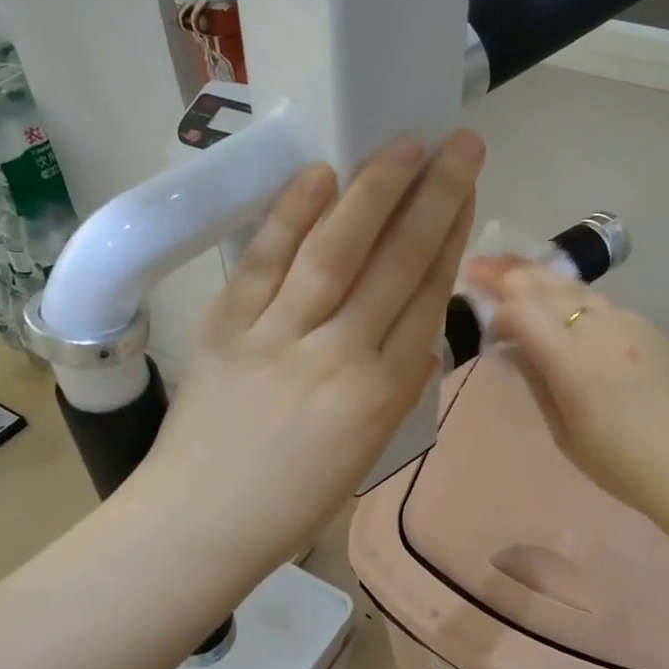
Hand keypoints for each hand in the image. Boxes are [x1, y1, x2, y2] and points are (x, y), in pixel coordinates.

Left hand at [130, 131, 482, 577]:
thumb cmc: (294, 499)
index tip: (468, 189)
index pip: (428, 295)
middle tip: (459, 143)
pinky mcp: (226, 326)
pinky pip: (265, 261)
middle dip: (434, 197)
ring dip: (374, 191)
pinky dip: (292, 215)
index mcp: (384, 393)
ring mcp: (280, 337)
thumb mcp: (369, 448)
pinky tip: (320, 175)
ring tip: (403, 145)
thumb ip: (397, 382)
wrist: (200, 525)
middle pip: (397, 262)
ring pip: (337, 251)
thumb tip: (416, 325)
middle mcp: (342, 356)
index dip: (452, 234)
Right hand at [462, 257, 668, 524]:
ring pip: (576, 288)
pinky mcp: (651, 329)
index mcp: (575, 363)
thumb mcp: (565, 434)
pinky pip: (604, 304)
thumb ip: (537, 380)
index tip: (481, 320)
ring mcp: (632, 324)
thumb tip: (514, 347)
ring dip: (541, 278)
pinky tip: (563, 305)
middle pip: (547, 286)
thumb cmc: (623, 466)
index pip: (522, 312)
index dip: (495, 311)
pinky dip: (574, 298)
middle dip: (508, 274)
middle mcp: (603, 330)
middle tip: (479, 266)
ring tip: (514, 272)